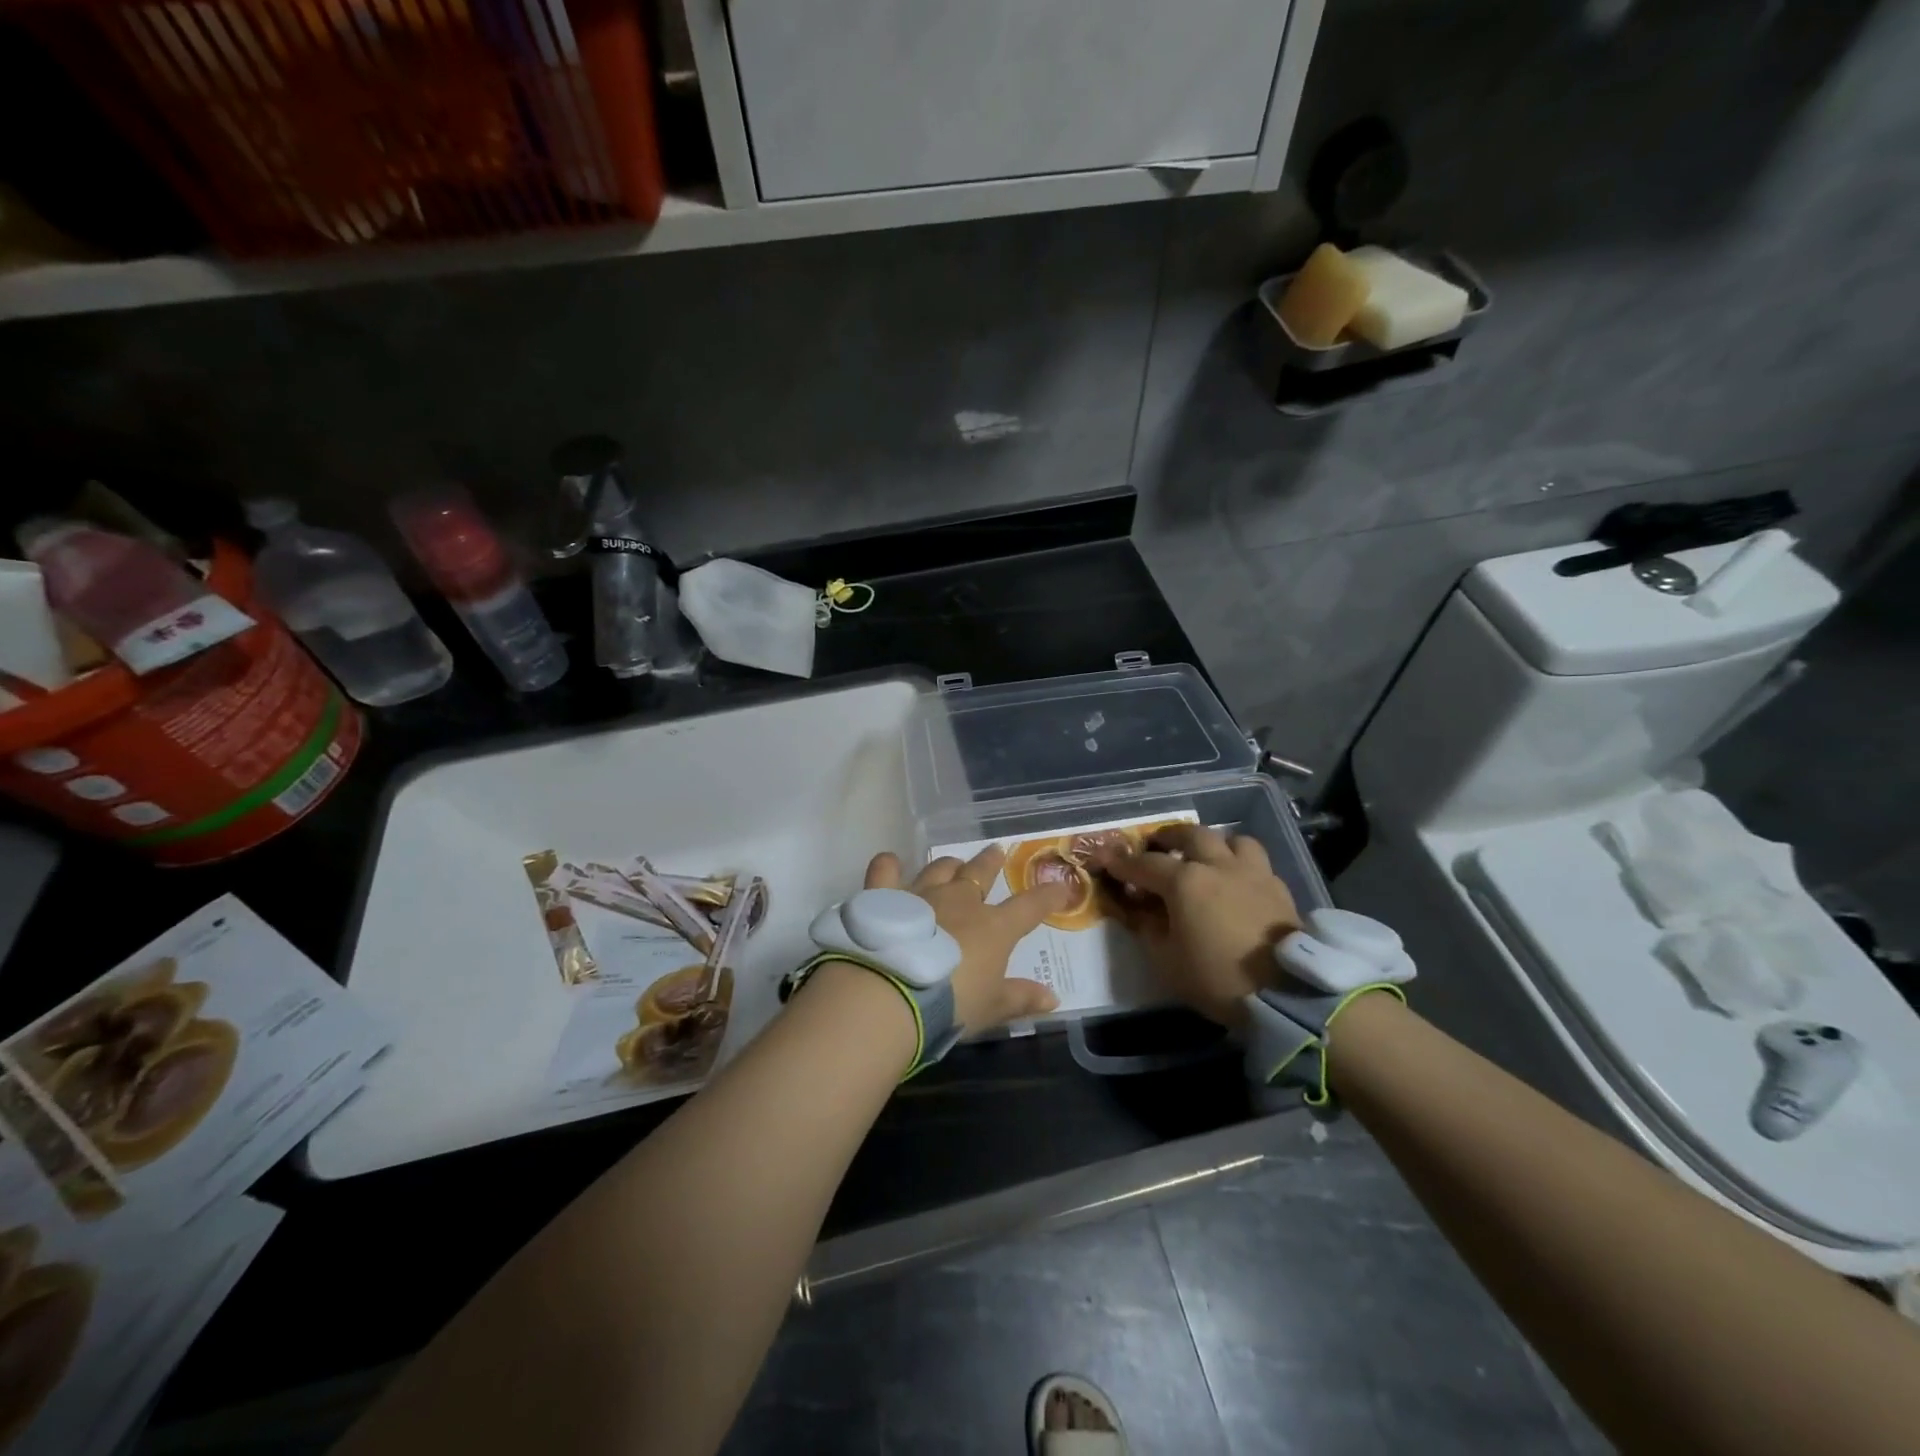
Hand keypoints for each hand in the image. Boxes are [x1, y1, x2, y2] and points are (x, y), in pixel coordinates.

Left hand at [858, 847, 1072, 1034]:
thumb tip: (1053, 998)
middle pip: (980, 873)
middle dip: (991, 861)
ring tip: (953, 862)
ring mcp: (921, 894)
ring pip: (939, 869)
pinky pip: (885, 872)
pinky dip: (888, 866)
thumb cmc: (950, 1005)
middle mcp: (959, 901)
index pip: (1030, 906)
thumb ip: (1021, 999)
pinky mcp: (884, 898)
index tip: (1061, 886)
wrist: (892, 993)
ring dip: (948, 865)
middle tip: (996, 850)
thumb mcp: (991, 1008)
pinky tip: (889, 862)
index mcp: (993, 927)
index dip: (1048, 895)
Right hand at [1094, 824, 1301, 1027]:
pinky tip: (1237, 882)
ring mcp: (1252, 873)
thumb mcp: (1167, 961)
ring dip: (1213, 844)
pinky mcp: (1279, 888)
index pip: (1145, 864)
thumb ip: (1148, 929)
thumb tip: (1139, 909)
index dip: (1122, 863)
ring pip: (1231, 839)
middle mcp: (1217, 866)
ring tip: (1205, 857)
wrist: (1286, 993)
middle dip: (1168, 837)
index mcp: (1184, 882)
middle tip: (1157, 846)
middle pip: (1190, 835)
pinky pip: (1256, 862)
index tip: (1106, 860)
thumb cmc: (1217, 978)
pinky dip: (1240, 864)